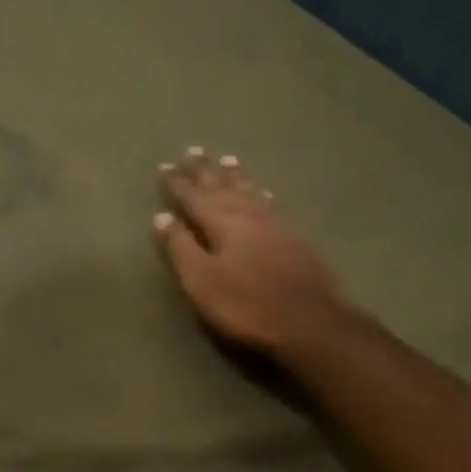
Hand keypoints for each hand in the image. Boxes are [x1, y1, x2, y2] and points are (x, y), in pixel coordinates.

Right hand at [154, 148, 374, 363]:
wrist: (309, 321)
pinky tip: (261, 192)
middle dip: (205, 170)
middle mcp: (249, 213)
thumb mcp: (202, 281)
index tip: (164, 166)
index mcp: (222, 222)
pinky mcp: (295, 236)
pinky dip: (260, 192)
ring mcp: (276, 222)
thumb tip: (161, 217)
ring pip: (250, 189)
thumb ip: (181, 248)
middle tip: (193, 150)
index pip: (194, 196)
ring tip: (227, 160)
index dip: (177, 183)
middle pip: (223, 185)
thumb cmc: (246, 305)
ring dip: (235, 175)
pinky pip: (270, 202)